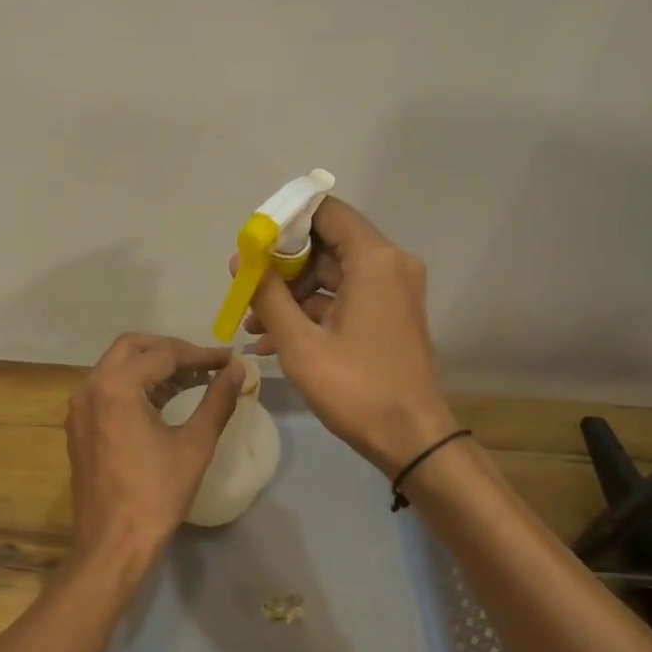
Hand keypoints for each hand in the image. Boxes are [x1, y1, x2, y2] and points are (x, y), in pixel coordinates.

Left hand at [65, 334, 245, 574]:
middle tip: (205, 364)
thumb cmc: (156, 494)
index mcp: (116, 388)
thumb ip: (217, 400)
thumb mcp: (194, 445)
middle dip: (170, 350)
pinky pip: (107, 388)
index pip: (163, 354)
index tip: (229, 361)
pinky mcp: (79, 426)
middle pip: (132, 347)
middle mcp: (90, 388)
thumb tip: (238, 369)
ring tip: (190, 379)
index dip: (200, 354)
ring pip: (117, 366)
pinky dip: (135, 384)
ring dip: (151, 365)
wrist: (112, 544)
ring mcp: (80, 407)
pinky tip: (162, 400)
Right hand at [245, 197, 455, 473]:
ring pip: (330, 273)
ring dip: (290, 295)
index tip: (252, 246)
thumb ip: (267, 295)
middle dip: (281, 266)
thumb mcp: (300, 343)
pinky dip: (311, 311)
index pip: (325, 212)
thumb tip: (240, 260)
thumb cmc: (356, 389)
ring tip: (252, 325)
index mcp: (374, 260)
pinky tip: (273, 340)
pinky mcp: (389, 312)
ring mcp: (392, 289)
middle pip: (325, 244)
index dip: (284, 222)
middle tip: (245, 289)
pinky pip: (343, 297)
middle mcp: (389, 264)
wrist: (411, 439)